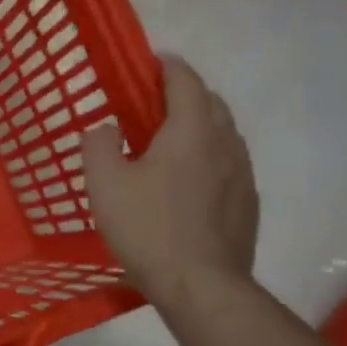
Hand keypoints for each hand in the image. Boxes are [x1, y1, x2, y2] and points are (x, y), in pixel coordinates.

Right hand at [84, 55, 258, 304]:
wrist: (201, 285)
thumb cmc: (148, 227)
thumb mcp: (104, 183)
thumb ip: (98, 145)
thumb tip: (105, 127)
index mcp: (191, 131)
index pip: (185, 81)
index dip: (168, 66)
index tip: (152, 60)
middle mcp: (225, 144)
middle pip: (211, 103)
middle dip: (186, 93)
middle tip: (154, 102)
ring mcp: (242, 174)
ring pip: (224, 133)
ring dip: (200, 124)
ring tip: (171, 139)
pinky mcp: (247, 202)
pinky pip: (229, 162)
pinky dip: (209, 154)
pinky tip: (189, 179)